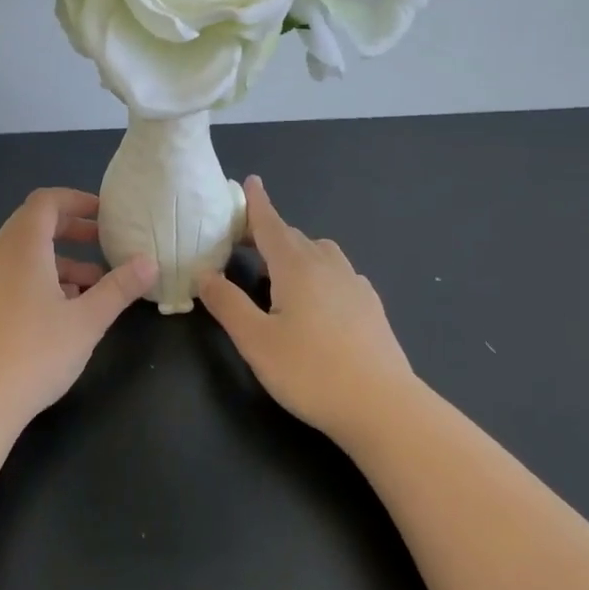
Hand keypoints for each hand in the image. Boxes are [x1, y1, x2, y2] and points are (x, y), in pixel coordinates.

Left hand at [0, 188, 156, 432]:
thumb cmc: (35, 353)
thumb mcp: (87, 320)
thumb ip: (119, 288)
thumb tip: (149, 262)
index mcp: (23, 246)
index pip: (46, 201)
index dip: (77, 200)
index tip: (106, 214)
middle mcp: (0, 255)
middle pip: (34, 223)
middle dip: (72, 228)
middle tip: (104, 241)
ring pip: (26, 253)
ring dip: (61, 258)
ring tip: (95, 283)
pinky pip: (15, 274)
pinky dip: (43, 277)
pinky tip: (66, 309)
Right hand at [199, 176, 411, 447]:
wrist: (385, 408)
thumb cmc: (311, 372)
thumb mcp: (255, 341)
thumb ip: (227, 304)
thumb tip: (204, 274)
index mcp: (296, 267)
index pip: (270, 224)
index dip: (257, 203)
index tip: (250, 181)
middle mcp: (327, 266)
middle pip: (293, 237)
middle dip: (268, 233)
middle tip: (244, 242)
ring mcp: (355, 285)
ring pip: (321, 253)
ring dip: (297, 251)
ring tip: (279, 273)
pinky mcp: (372, 308)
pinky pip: (340, 274)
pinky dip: (321, 273)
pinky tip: (318, 300)